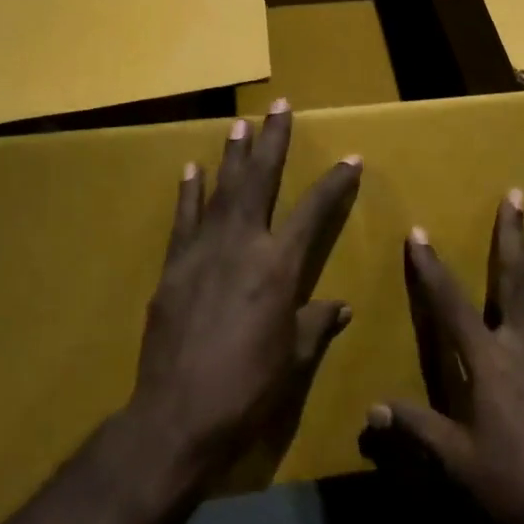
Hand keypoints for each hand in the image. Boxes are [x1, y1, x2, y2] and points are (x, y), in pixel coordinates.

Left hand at [126, 101, 362, 491]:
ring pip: (222, 191)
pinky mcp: (174, 267)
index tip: (350, 158)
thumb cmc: (247, 390)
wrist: (177, 417)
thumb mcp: (293, 360)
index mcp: (279, 267)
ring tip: (239, 123)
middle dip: (272, 141)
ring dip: (232, 155)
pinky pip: (184, 220)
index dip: (334, 183)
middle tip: (278, 106)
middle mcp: (242, 246)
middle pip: (260, 181)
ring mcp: (203, 252)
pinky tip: (191, 169)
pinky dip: (189, 193)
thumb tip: (340, 307)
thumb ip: (316, 326)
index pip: (314, 212)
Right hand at [362, 195, 523, 523]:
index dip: (430, 268)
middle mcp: (521, 346)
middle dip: (510, 236)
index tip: (418, 233)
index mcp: (486, 362)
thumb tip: (371, 410)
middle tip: (516, 196)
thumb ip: (416, 429)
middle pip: (513, 281)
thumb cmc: (512, 487)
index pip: (449, 304)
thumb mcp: (456, 463)